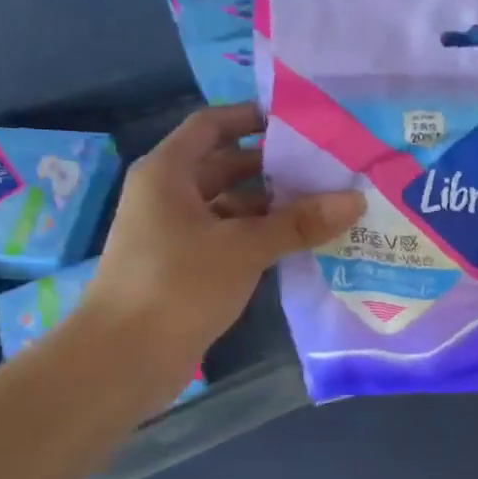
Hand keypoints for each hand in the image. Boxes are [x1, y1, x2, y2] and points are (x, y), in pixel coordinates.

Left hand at [83, 103, 362, 368]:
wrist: (122, 360)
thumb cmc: (176, 286)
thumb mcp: (243, 248)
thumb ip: (299, 223)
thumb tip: (355, 199)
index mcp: (169, 173)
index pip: (212, 125)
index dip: (252, 117)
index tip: (300, 121)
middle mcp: (170, 195)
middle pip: (227, 166)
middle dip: (275, 167)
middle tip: (329, 167)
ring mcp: (177, 234)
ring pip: (232, 207)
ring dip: (273, 207)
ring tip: (327, 205)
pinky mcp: (187, 268)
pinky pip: (231, 239)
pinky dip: (262, 238)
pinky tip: (302, 244)